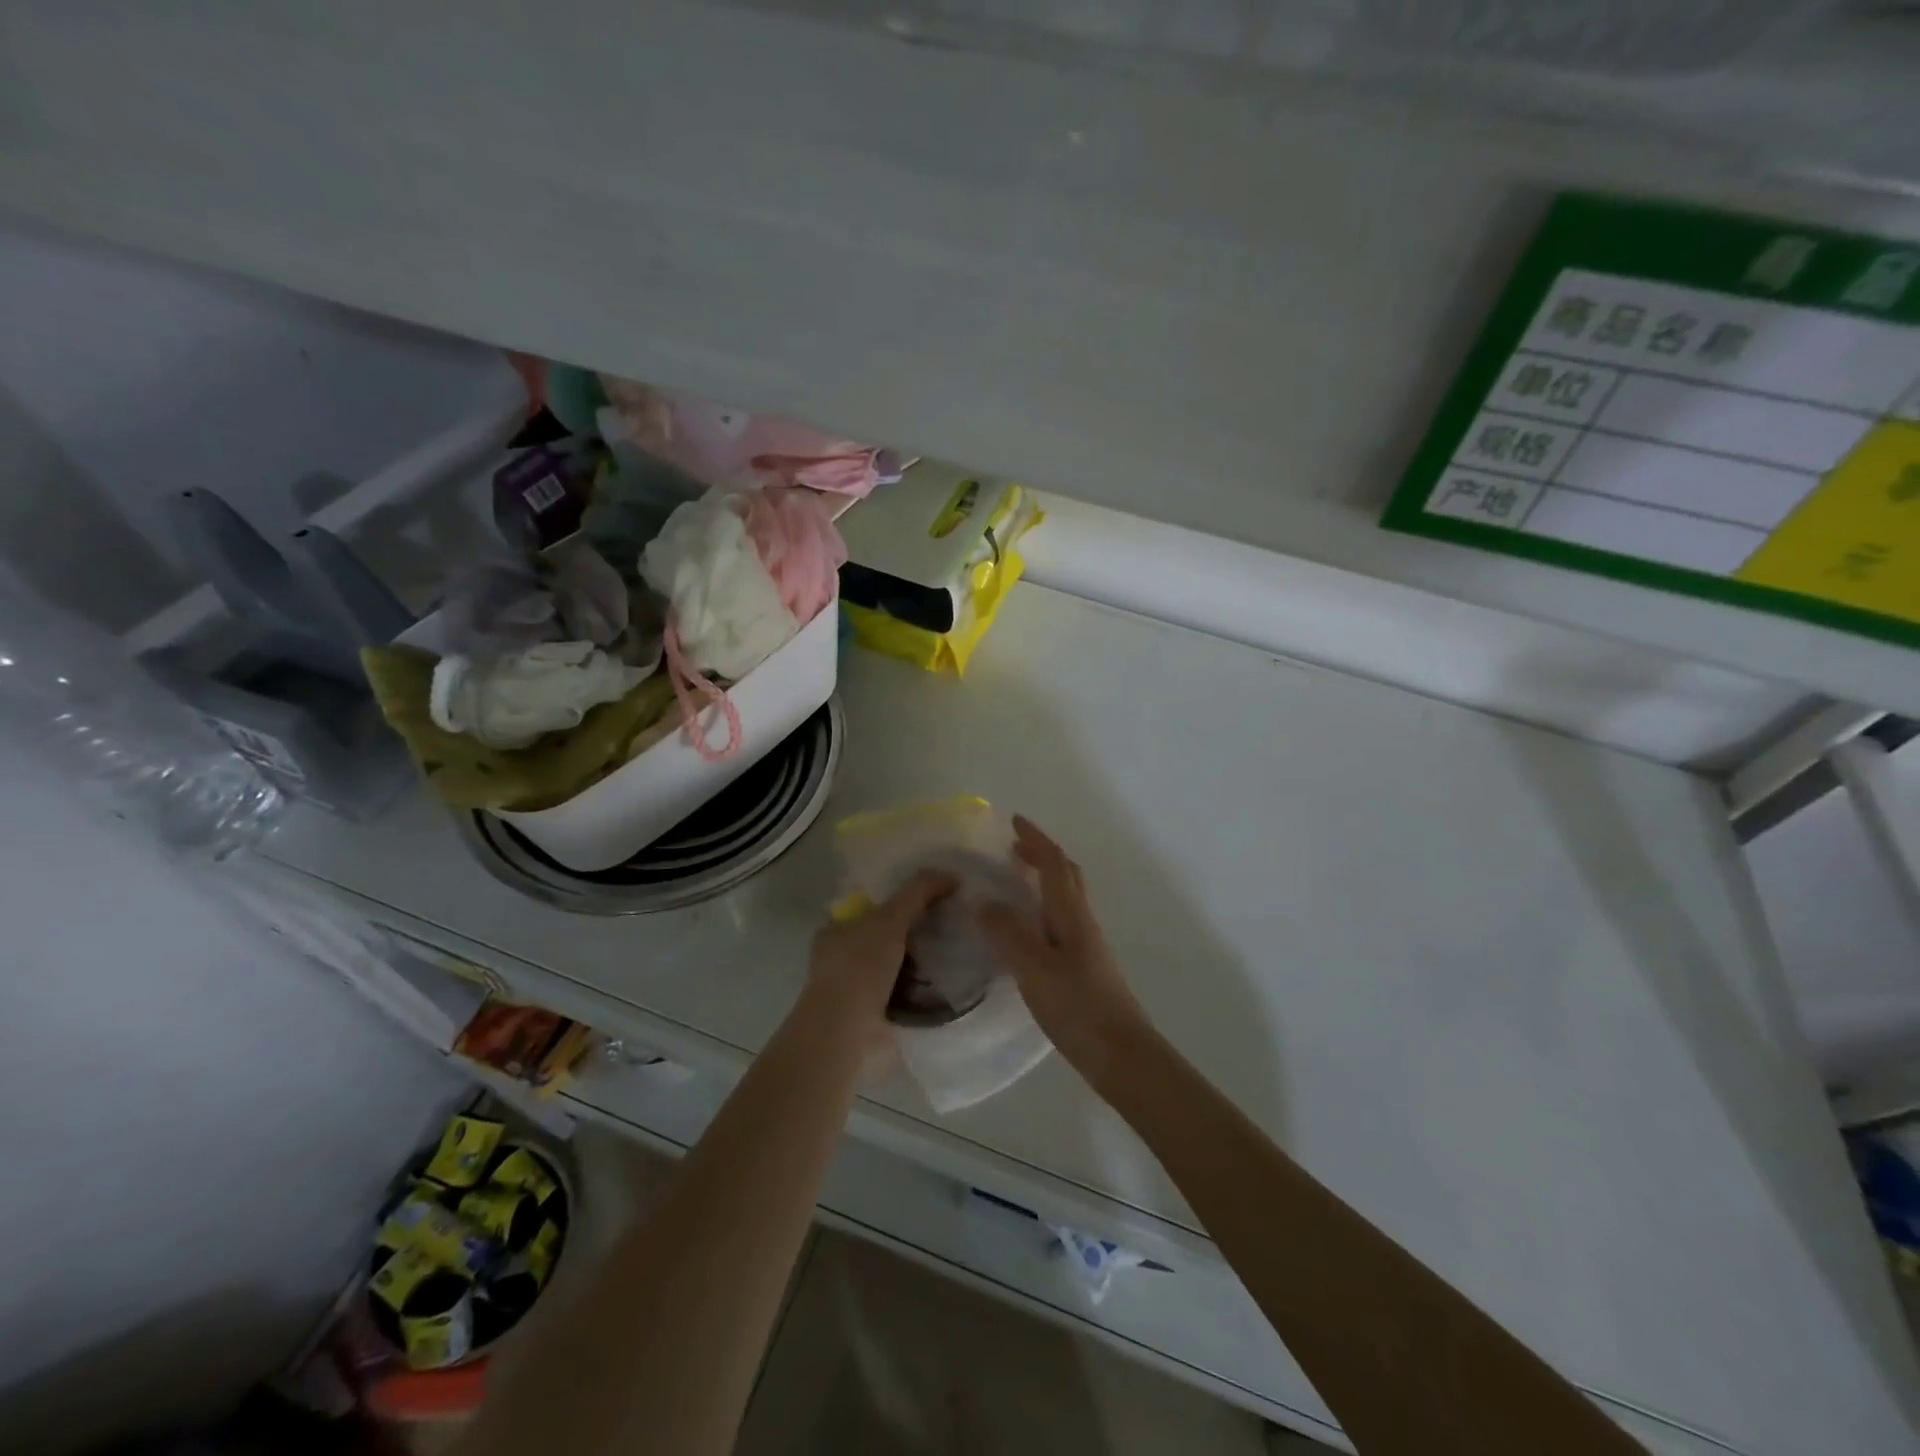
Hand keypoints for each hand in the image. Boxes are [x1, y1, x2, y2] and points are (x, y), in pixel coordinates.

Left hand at [797, 870, 955, 1065]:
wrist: (848, 1033)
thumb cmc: (860, 967)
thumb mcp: (890, 918)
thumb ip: (918, 891)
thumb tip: (952, 876)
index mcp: (837, 930)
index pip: (874, 906)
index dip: (904, 899)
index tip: (935, 898)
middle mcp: (845, 957)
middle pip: (890, 935)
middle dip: (918, 931)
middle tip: (954, 924)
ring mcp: (859, 989)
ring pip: (901, 965)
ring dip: (925, 963)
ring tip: (961, 952)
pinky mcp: (876, 1015)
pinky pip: (909, 994)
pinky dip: (927, 990)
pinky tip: (952, 982)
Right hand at [976, 816, 1150, 1074]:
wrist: (1121, 1054)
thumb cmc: (1078, 1006)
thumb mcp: (1034, 968)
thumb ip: (1008, 933)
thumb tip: (983, 902)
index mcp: (1070, 913)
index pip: (1054, 863)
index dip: (1035, 840)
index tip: (1013, 822)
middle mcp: (1081, 921)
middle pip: (1065, 875)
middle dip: (1040, 855)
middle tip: (1011, 848)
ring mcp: (1086, 945)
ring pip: (1064, 898)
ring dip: (1042, 880)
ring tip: (1013, 883)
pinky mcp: (1084, 967)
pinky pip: (1060, 922)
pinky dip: (1042, 909)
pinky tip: (1025, 931)